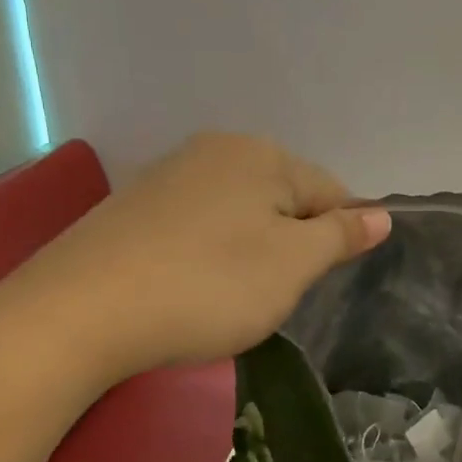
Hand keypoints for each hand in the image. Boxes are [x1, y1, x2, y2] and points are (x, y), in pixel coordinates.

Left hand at [44, 133, 390, 382]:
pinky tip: (189, 288)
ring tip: (229, 297)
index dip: (337, 237)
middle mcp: (214, 150)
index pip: (329, 191)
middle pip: (282, 198)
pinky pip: (196, 226)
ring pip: (238, 214)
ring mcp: (168, 175)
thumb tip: (381, 215)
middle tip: (273, 294)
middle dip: (290, 244)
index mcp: (260, 155)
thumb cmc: (208, 285)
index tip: (320, 281)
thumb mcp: (292, 265)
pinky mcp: (132, 207)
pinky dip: (207, 255)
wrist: (80, 312)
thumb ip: (340, 236)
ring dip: (249, 252)